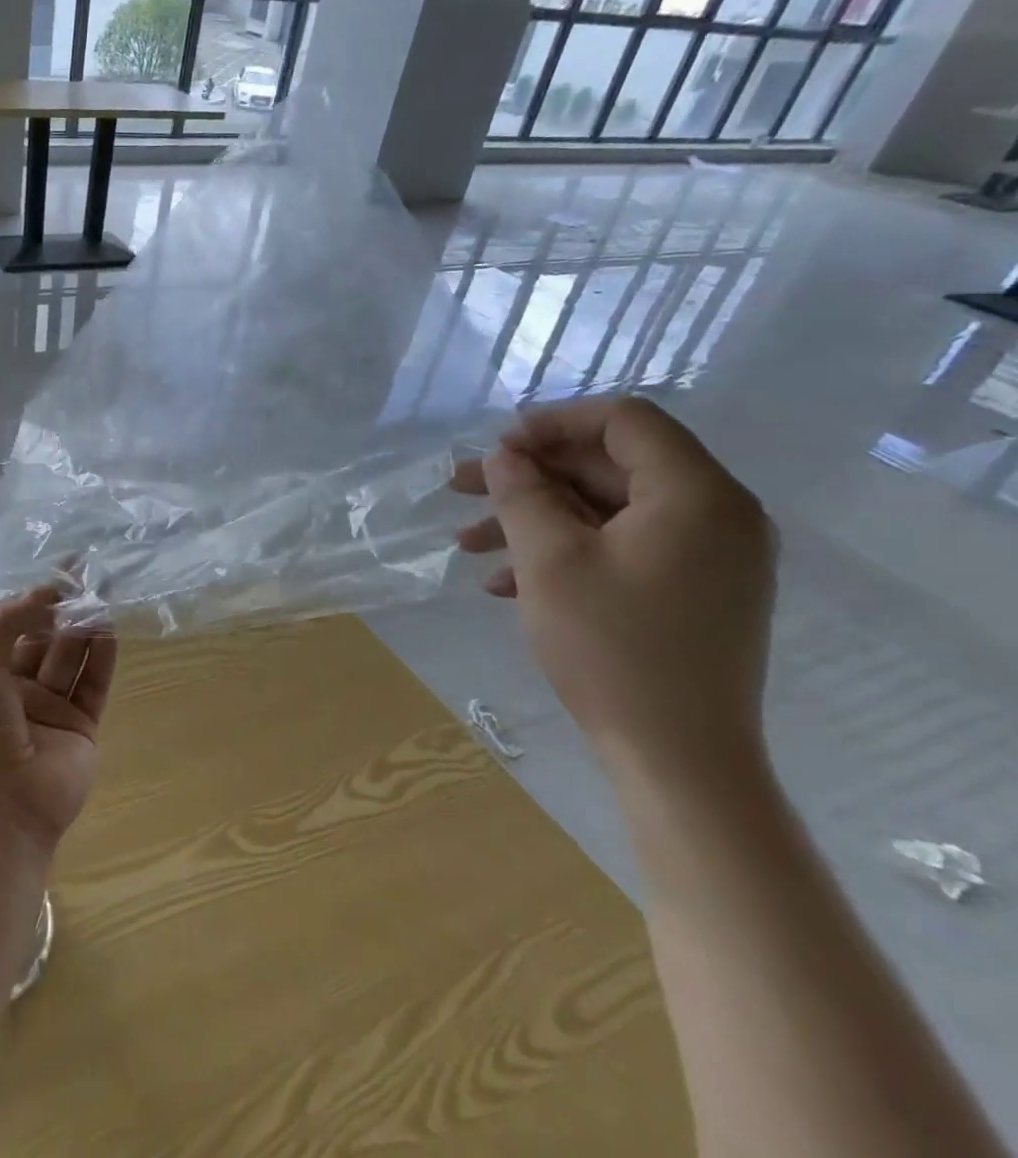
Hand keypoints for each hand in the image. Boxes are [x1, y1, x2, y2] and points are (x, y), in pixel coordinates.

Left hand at [0, 589, 117, 857]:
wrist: (2, 806)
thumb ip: (10, 624)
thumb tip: (44, 593)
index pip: (17, 626)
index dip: (38, 598)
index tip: (63, 570)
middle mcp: (21, 688)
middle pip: (49, 638)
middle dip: (67, 608)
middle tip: (92, 576)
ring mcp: (53, 708)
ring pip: (73, 657)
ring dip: (88, 627)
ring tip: (106, 594)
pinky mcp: (82, 726)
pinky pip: (93, 684)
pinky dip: (103, 656)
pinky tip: (112, 629)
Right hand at [452, 397, 776, 786]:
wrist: (679, 757)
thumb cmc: (611, 646)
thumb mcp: (549, 560)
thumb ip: (522, 494)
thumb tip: (504, 457)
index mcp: (697, 494)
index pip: (625, 421)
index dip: (552, 424)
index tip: (495, 448)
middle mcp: (716, 515)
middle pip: (610, 465)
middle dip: (529, 476)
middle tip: (461, 489)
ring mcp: (708, 557)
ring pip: (606, 510)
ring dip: (534, 517)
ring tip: (468, 543)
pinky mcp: (693, 591)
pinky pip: (622, 547)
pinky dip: (563, 551)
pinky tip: (505, 583)